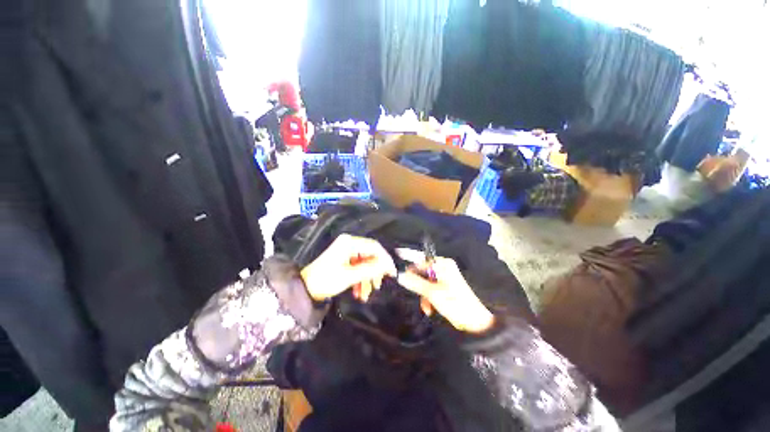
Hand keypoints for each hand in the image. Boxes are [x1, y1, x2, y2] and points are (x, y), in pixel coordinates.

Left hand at [300, 234, 396, 301]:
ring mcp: (347, 251)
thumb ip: (370, 269)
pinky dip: (360, 279)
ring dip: (367, 278)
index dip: (385, 259)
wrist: (304, 289)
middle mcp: (349, 243)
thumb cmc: (325, 280)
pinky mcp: (345, 258)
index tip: (392, 273)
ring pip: (365, 263)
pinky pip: (358, 266)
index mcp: (349, 243)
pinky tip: (359, 292)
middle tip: (378, 286)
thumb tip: (388, 265)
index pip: (374, 247)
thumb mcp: (350, 276)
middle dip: (374, 272)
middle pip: (370, 255)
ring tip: (365, 294)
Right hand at [396, 248, 493, 332]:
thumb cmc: (455, 304)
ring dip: (423, 294)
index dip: (408, 261)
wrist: (476, 322)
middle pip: (422, 271)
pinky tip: (430, 308)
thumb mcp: (433, 294)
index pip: (420, 259)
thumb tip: (399, 275)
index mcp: (443, 264)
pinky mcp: (446, 286)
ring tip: (426, 307)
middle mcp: (444, 267)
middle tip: (414, 295)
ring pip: (425, 281)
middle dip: (418, 285)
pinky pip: (431, 287)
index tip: (397, 260)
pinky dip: (428, 297)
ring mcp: (445, 277)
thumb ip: (415, 283)